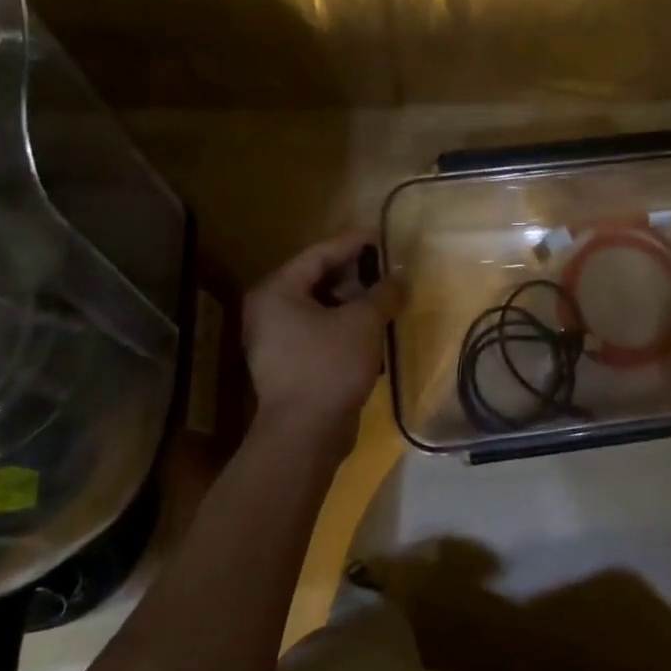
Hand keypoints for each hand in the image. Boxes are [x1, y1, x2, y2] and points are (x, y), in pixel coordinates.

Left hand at [241, 231, 404, 459]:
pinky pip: (318, 328)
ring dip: (352, 299)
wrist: (305, 434)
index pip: (319, 254)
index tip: (381, 235)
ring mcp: (275, 338)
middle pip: (316, 278)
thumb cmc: (330, 366)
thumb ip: (384, 293)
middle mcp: (269, 309)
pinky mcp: (287, 362)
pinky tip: (372, 324)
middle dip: (354, 273)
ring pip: (318, 305)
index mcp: (277, 290)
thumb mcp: (364, 322)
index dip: (352, 243)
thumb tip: (401, 276)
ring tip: (385, 295)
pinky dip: (343, 322)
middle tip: (386, 267)